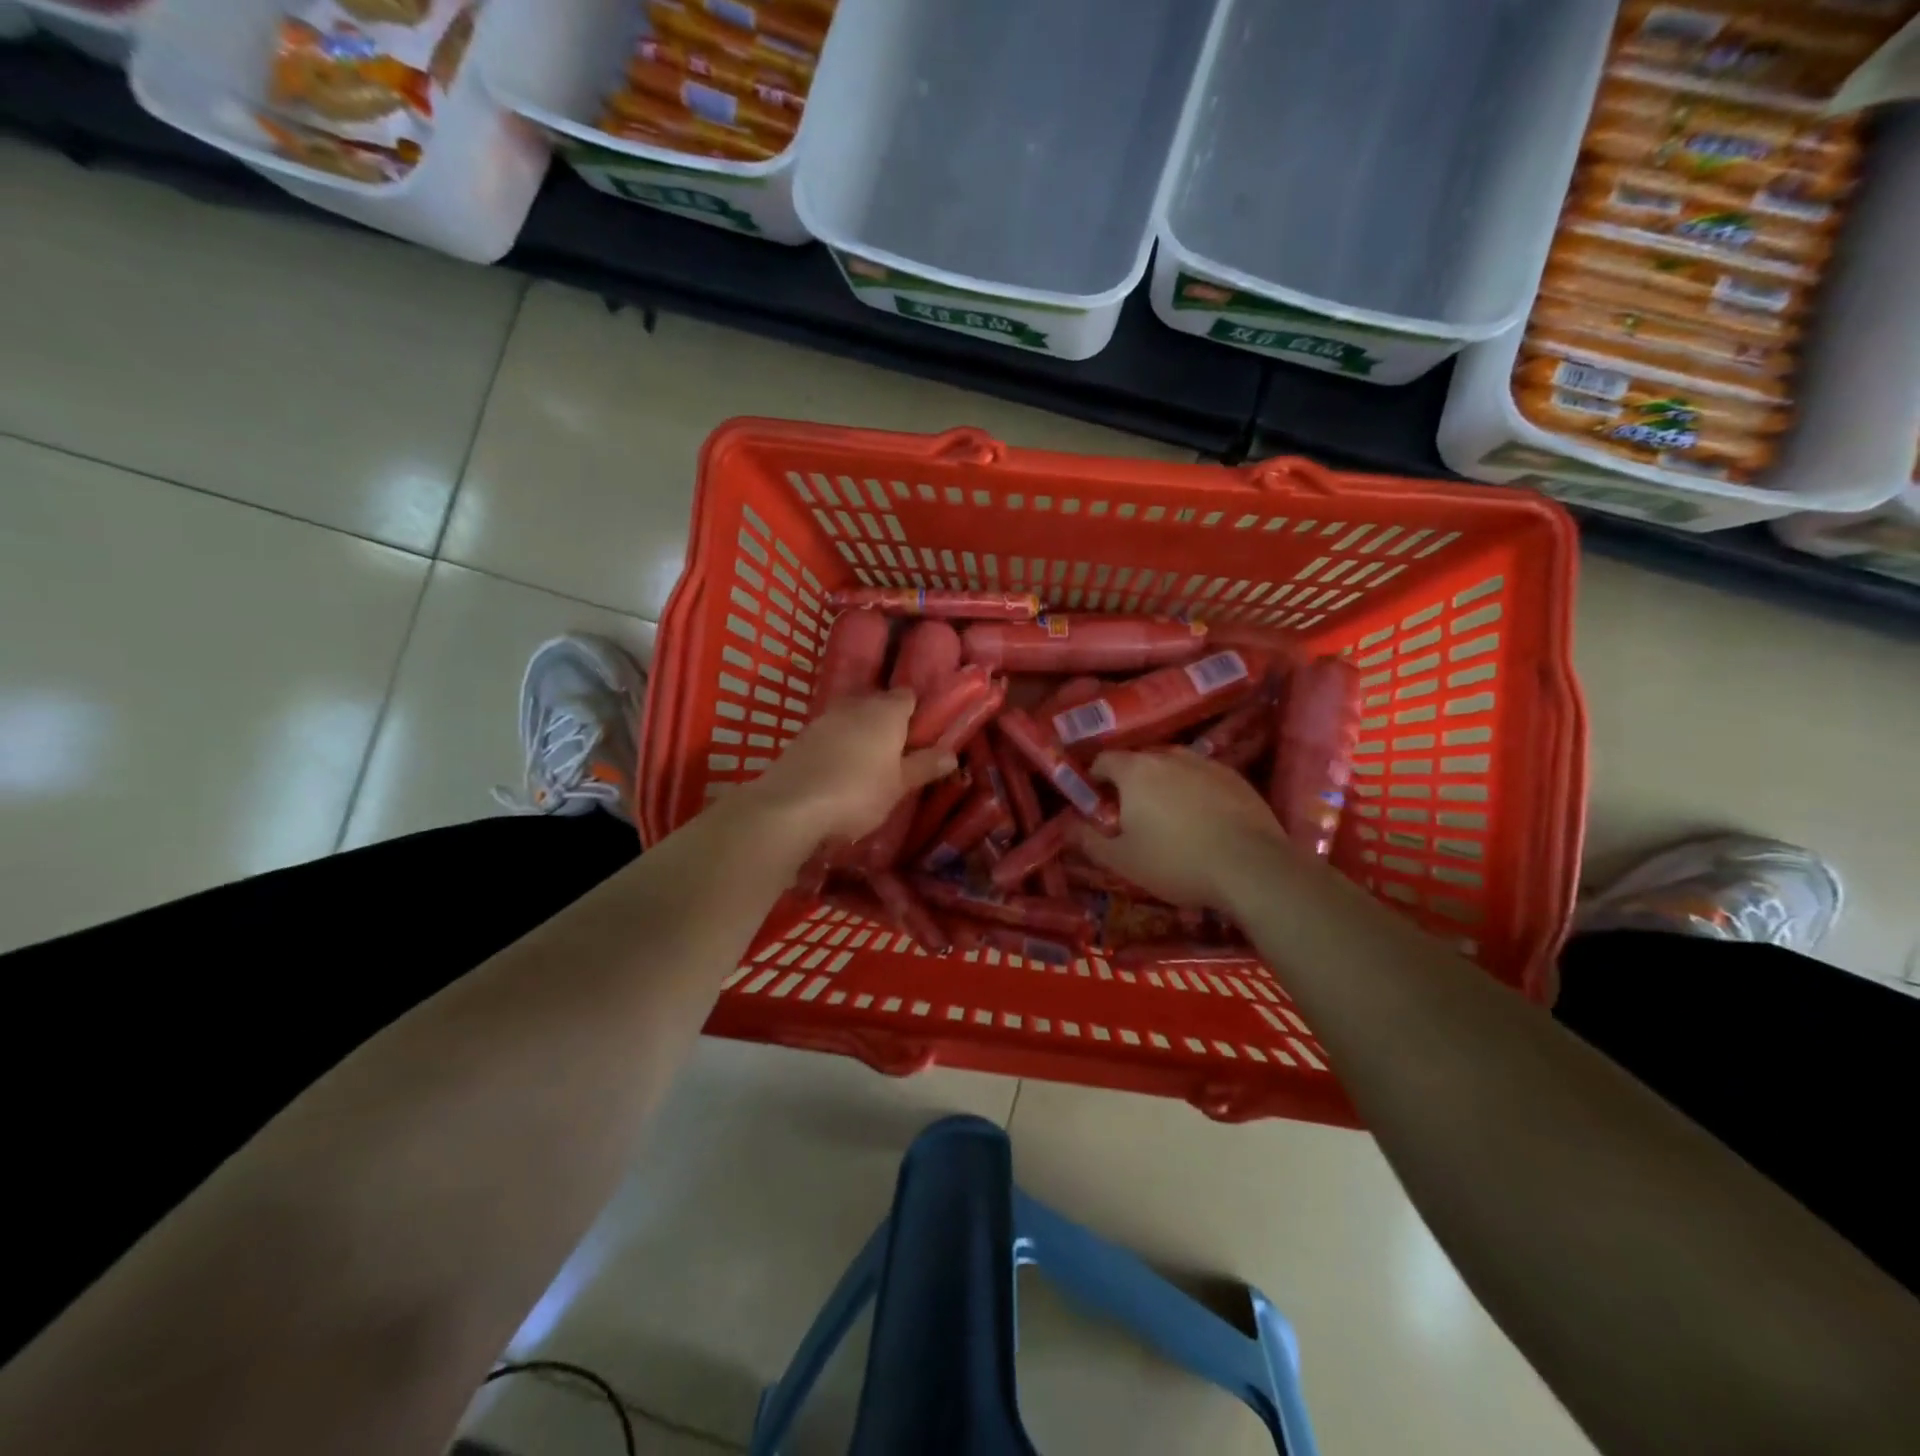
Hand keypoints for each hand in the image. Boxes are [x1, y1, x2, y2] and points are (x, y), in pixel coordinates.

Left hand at [745, 690, 955, 847]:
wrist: (791, 806)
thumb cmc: (858, 793)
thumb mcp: (900, 785)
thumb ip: (924, 766)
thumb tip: (951, 754)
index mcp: (886, 711)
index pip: (908, 696)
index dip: (916, 712)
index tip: (922, 735)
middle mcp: (855, 705)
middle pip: (878, 704)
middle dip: (888, 722)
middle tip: (898, 753)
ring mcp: (824, 718)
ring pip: (851, 718)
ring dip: (860, 734)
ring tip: (869, 764)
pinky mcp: (801, 736)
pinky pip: (829, 734)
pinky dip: (838, 746)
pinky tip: (839, 771)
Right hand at [1070, 748, 1293, 909]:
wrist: (1251, 868)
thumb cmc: (1176, 861)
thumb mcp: (1122, 860)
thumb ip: (1089, 841)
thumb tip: (1068, 827)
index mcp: (1136, 770)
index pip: (1104, 760)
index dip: (1094, 779)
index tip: (1096, 803)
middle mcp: (1170, 756)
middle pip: (1140, 761)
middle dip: (1130, 783)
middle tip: (1131, 815)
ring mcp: (1207, 763)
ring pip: (1174, 768)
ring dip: (1165, 786)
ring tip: (1169, 818)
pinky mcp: (1237, 778)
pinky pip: (1204, 778)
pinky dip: (1196, 793)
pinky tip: (1203, 821)